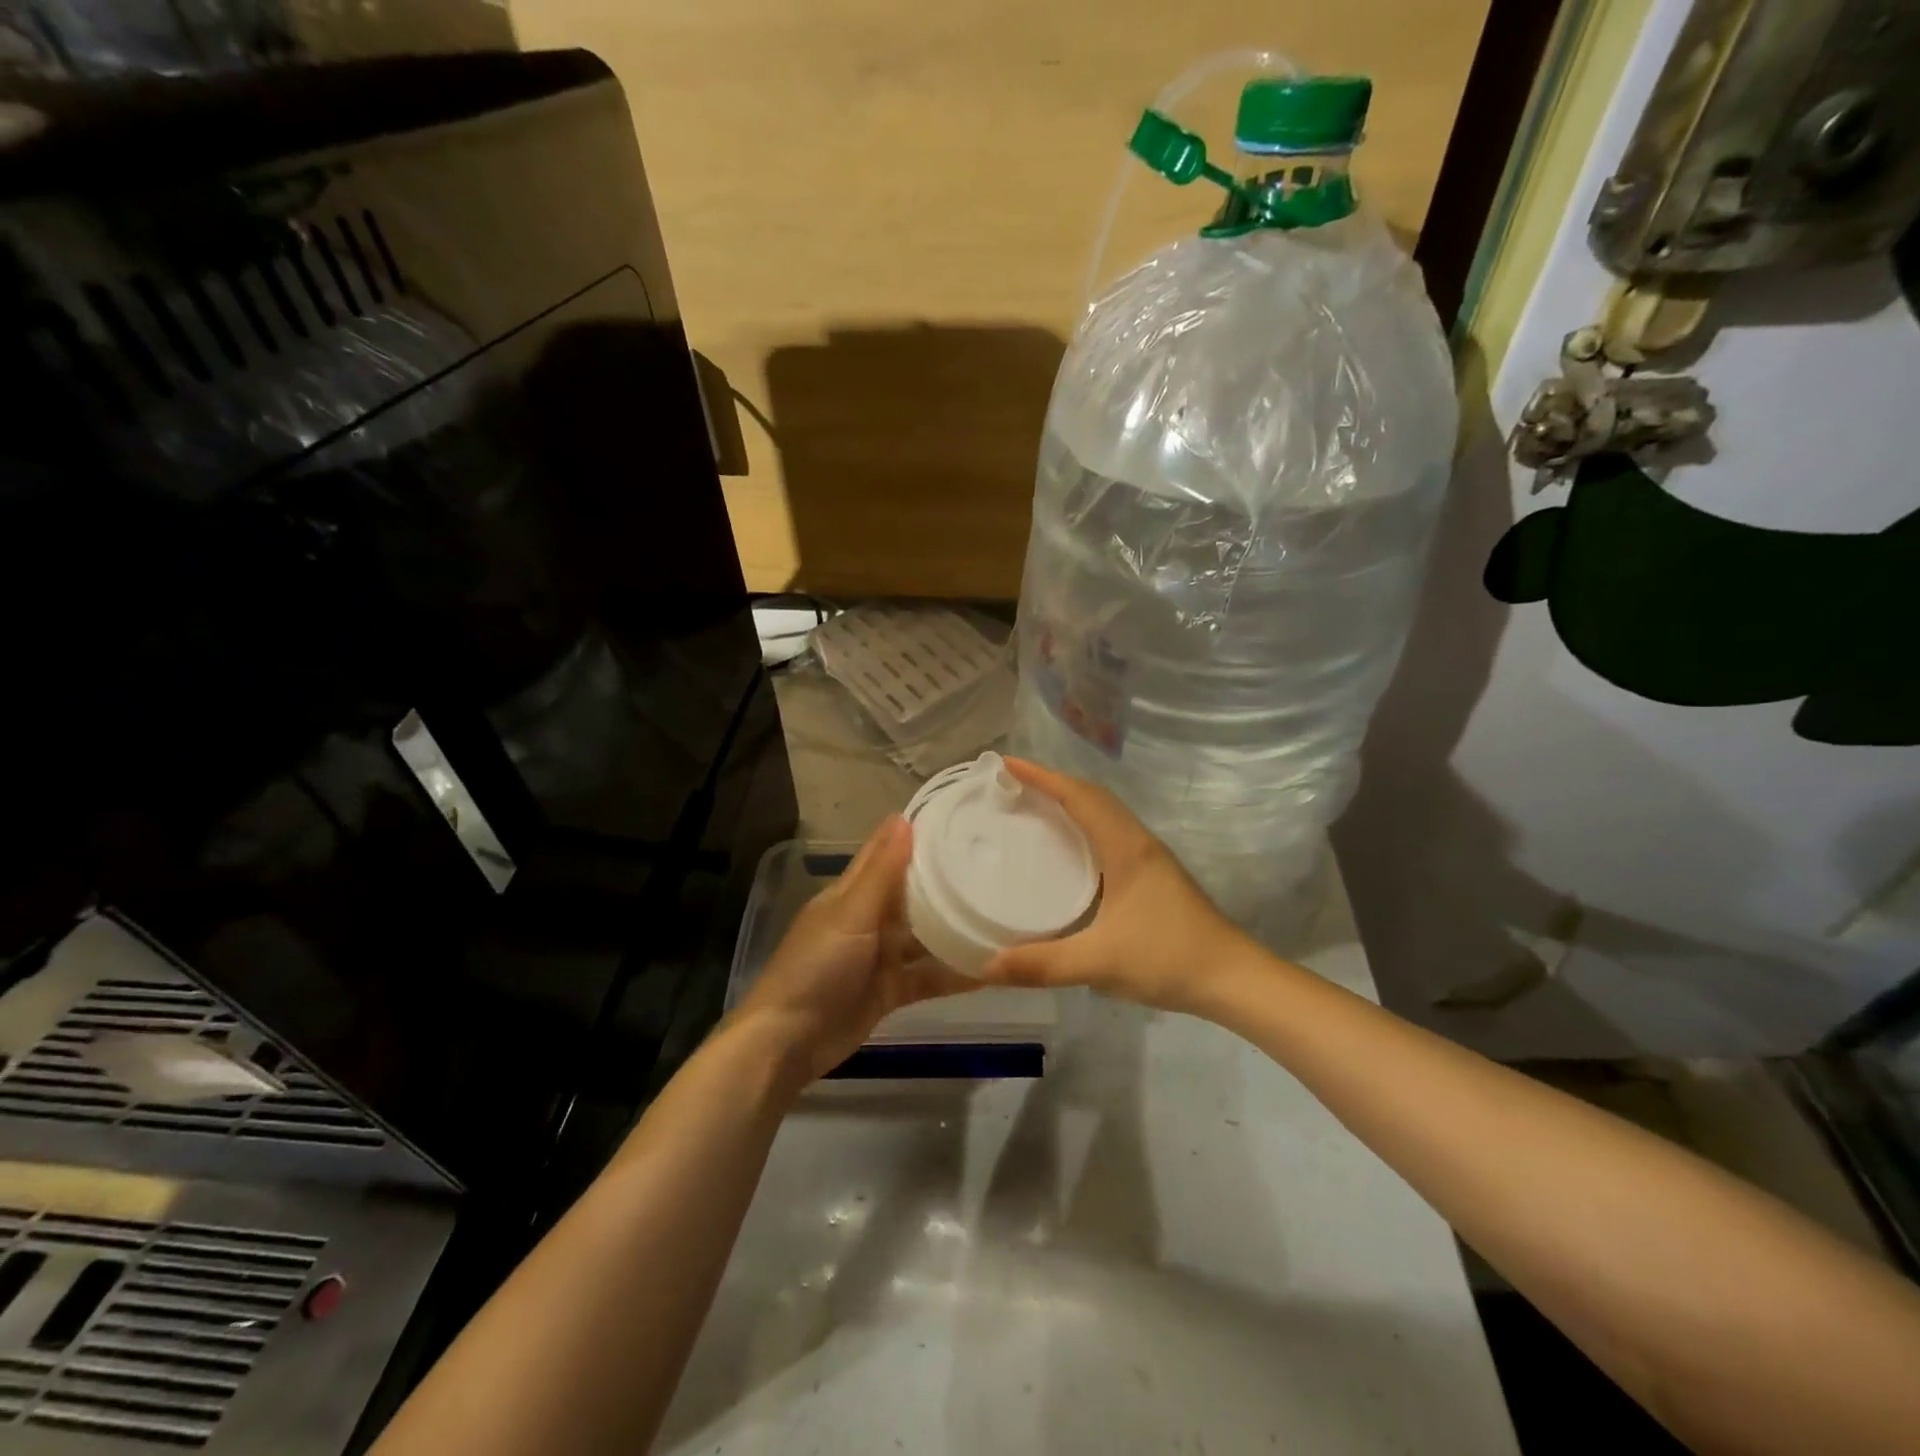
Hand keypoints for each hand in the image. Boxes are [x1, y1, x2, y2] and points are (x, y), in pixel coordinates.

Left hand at [732, 815, 973, 1084]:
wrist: (788, 1043)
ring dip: (953, 928)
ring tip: (999, 914)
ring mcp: (879, 956)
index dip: (913, 835)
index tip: (955, 818)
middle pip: (910, 894)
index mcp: (851, 894)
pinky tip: (988, 969)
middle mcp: (868, 919)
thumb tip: (903, 818)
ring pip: (923, 936)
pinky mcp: (890, 990)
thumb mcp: (850, 915)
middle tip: (993, 864)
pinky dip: (952, 974)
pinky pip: (926, 976)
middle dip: (944, 881)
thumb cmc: (816, 967)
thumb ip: (882, 873)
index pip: (885, 853)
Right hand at [977, 759, 1251, 1014]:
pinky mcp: (1154, 875)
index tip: (1007, 764)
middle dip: (1053, 783)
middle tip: (1013, 785)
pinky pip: (1111, 832)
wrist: (1232, 978)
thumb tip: (988, 966)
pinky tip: (1069, 850)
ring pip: (1105, 813)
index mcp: (1126, 848)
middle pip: (1093, 796)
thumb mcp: (1101, 962)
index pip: (1080, 797)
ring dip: (1071, 801)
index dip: (1043, 777)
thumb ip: (1043, 965)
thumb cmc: (1168, 958)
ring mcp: (1150, 858)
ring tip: (1034, 807)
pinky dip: (1084, 825)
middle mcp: (1138, 842)